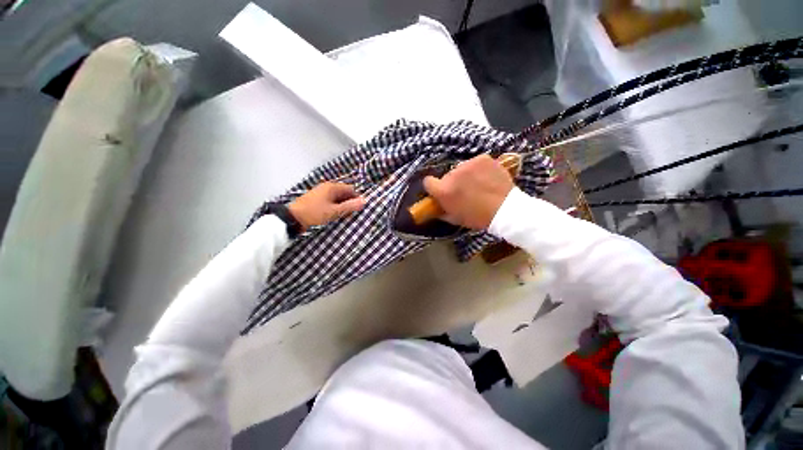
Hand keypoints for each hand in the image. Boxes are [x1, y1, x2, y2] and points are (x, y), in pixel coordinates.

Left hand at [289, 182, 365, 231]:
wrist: (292, 218)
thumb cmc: (315, 213)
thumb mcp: (334, 211)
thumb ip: (350, 206)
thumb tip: (364, 201)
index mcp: (332, 187)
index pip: (350, 190)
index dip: (357, 198)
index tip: (360, 209)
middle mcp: (327, 188)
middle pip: (344, 194)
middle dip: (350, 203)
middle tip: (352, 214)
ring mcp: (321, 194)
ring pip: (338, 199)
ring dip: (343, 207)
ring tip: (344, 217)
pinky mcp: (317, 201)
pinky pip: (331, 202)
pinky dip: (335, 208)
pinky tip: (335, 216)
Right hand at [423, 155, 513, 229]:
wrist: (505, 210)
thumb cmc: (477, 217)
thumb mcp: (454, 218)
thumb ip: (441, 211)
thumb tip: (435, 207)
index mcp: (443, 190)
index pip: (428, 181)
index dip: (433, 187)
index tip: (440, 190)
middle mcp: (452, 174)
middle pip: (447, 176)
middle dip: (452, 183)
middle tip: (464, 191)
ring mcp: (468, 164)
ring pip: (461, 168)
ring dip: (466, 175)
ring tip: (478, 184)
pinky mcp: (482, 158)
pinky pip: (475, 162)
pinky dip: (479, 169)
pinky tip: (486, 177)